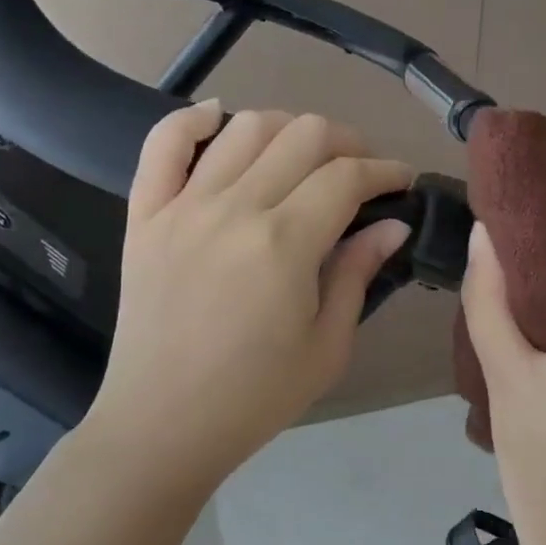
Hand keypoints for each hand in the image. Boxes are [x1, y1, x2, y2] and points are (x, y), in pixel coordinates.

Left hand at [83, 101, 412, 497]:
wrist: (163, 425)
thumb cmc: (256, 396)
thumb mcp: (327, 346)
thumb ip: (357, 274)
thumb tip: (392, 225)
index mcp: (285, 244)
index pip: (346, 177)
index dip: (384, 171)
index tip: (401, 181)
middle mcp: (234, 209)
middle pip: (303, 136)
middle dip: (347, 142)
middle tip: (360, 171)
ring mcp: (183, 207)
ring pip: (244, 127)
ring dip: (286, 127)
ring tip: (302, 155)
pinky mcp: (144, 215)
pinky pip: (162, 144)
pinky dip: (192, 119)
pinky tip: (218, 119)